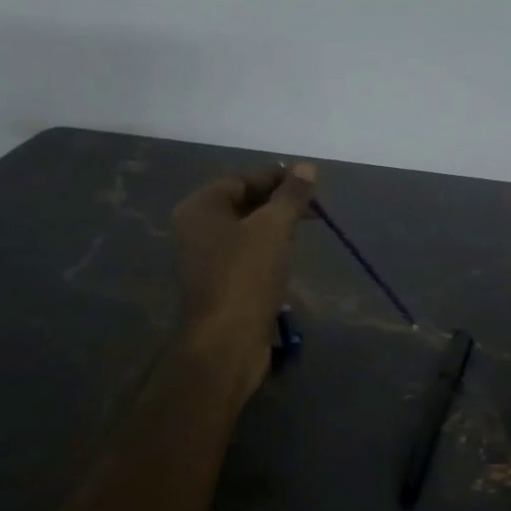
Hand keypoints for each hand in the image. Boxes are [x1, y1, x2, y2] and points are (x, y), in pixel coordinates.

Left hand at [170, 162, 316, 389]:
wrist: (226, 343)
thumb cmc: (246, 276)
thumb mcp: (273, 228)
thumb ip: (291, 196)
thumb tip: (306, 167)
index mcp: (200, 209)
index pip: (241, 179)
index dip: (276, 178)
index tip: (309, 181)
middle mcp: (196, 230)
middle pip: (242, 204)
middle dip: (279, 203)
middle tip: (315, 207)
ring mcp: (206, 261)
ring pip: (246, 232)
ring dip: (275, 228)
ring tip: (307, 228)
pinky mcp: (220, 286)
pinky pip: (246, 258)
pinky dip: (268, 252)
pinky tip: (290, 257)